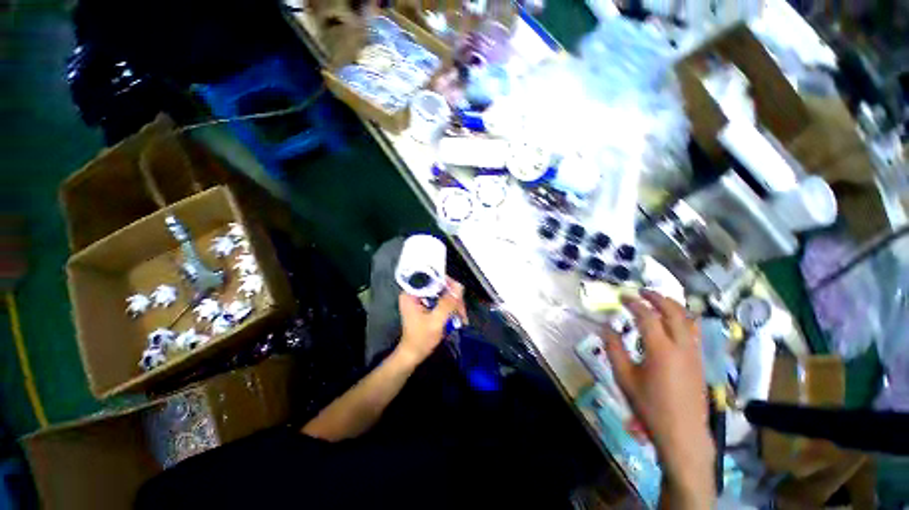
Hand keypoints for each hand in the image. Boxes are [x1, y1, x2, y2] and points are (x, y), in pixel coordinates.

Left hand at [397, 278, 465, 364]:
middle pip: (439, 286)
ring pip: (442, 293)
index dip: (447, 283)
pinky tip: (457, 316)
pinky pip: (441, 300)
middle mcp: (415, 292)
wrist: (413, 355)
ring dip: (454, 304)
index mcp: (411, 293)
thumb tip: (459, 286)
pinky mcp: (426, 304)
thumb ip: (447, 303)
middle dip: (453, 297)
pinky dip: (450, 307)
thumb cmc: (421, 339)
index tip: (458, 293)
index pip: (431, 278)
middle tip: (462, 311)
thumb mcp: (436, 321)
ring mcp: (420, 298)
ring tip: (462, 316)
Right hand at [603, 290, 713, 504]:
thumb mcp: (624, 377)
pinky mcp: (700, 361)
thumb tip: (606, 327)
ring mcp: (694, 353)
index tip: (622, 296)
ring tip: (658, 300)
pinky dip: (682, 318)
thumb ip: (614, 349)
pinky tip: (673, 322)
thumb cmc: (650, 406)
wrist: (683, 433)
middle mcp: (681, 346)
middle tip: (642, 291)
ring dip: (673, 305)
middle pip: (673, 311)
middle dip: (657, 297)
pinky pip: (694, 331)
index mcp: (661, 349)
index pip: (647, 316)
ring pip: (689, 319)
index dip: (633, 303)